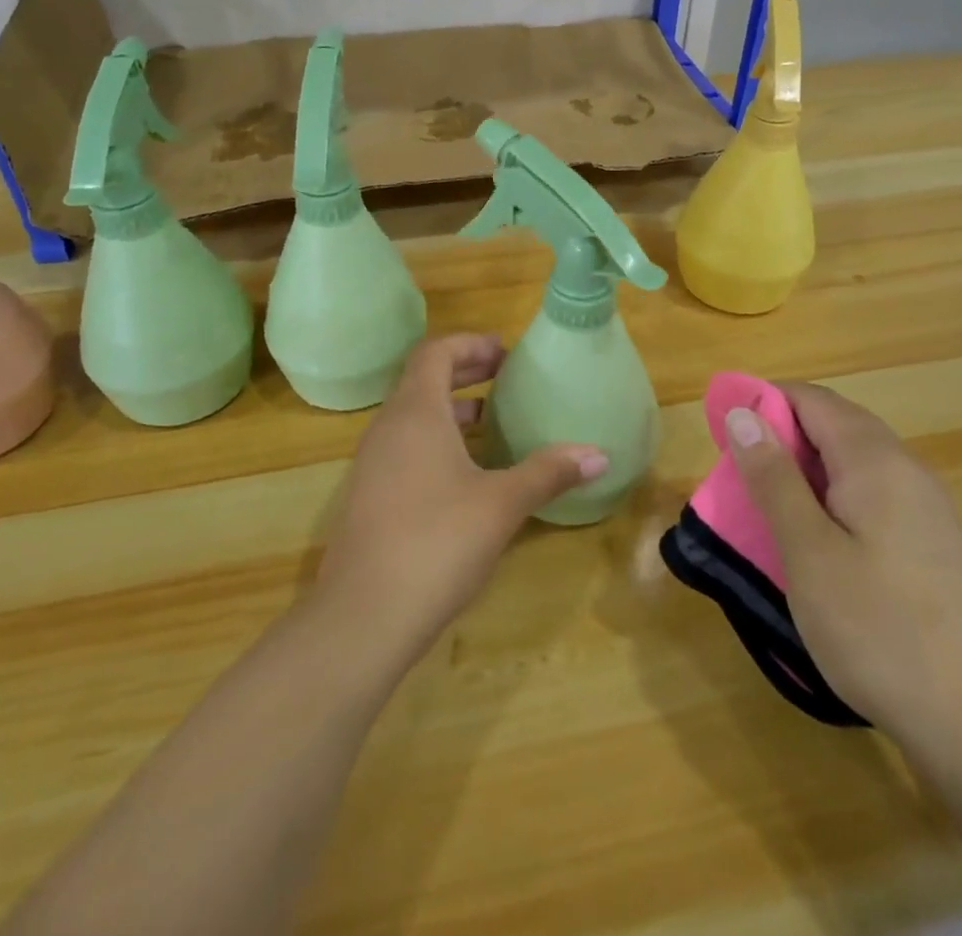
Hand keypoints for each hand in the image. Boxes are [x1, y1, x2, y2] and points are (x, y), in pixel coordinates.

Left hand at [315, 334, 606, 654]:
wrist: (363, 617)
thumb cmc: (437, 542)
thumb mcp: (502, 504)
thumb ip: (547, 472)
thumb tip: (599, 454)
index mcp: (415, 412)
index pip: (435, 352)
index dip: (470, 344)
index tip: (506, 355)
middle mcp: (387, 428)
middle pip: (423, 380)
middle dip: (465, 372)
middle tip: (505, 379)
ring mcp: (371, 464)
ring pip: (412, 417)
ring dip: (451, 410)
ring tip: (492, 424)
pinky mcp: (368, 498)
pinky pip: (404, 448)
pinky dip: (436, 442)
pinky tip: (465, 476)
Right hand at [725, 383, 961, 754]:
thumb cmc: (881, 631)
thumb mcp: (809, 552)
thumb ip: (774, 478)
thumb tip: (743, 413)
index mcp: (875, 460)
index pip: (811, 399)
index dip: (762, 403)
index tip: (721, 434)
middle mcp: (907, 470)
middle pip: (835, 424)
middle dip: (781, 438)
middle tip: (738, 478)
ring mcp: (928, 509)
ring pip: (854, 463)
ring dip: (805, 472)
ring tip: (769, 512)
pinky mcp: (936, 546)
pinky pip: (873, 496)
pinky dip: (833, 501)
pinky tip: (819, 545)